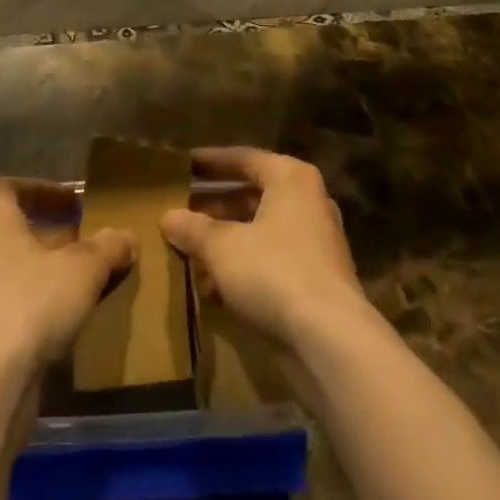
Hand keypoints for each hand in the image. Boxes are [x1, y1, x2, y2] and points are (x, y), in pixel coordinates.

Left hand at [0, 179, 135, 378]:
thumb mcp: (84, 268)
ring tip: (76, 288)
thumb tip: (126, 237)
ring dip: (39, 275)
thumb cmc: (32, 303)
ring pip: (7, 273)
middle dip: (48, 236)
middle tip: (82, 245)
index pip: (8, 188)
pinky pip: (3, 311)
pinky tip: (57, 327)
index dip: (41, 189)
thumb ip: (107, 247)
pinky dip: (29, 310)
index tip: (73, 202)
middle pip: (11, 232)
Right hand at [160, 148, 371, 350]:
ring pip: (259, 231)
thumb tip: (168, 217)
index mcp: (290, 178)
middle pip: (251, 195)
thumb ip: (193, 229)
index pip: (243, 158)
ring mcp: (315, 243)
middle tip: (180, 211)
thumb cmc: (274, 272)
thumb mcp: (222, 247)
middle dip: (214, 207)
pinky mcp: (315, 280)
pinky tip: (211, 290)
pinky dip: (242, 269)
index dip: (209, 162)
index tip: (181, 166)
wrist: (331, 341)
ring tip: (189, 254)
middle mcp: (307, 202)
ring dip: (224, 242)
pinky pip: (270, 262)